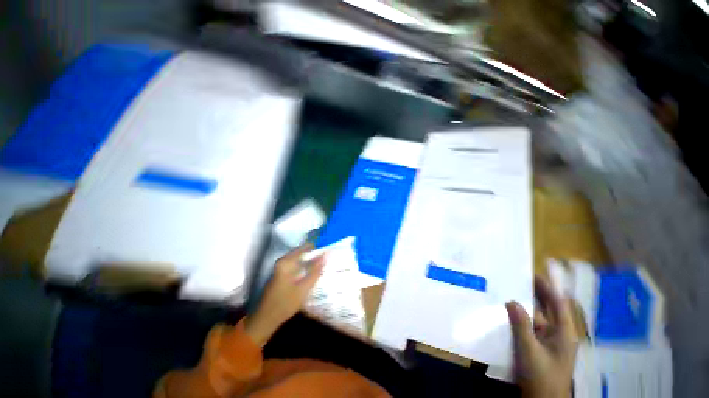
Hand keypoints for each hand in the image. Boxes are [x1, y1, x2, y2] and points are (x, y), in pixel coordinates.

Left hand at [244, 243, 323, 345]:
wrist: (266, 319)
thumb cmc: (285, 303)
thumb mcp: (303, 288)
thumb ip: (315, 272)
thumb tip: (324, 257)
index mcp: (286, 262)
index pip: (305, 247)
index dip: (317, 249)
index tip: (327, 251)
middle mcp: (283, 261)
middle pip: (302, 253)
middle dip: (314, 255)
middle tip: (327, 259)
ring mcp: (281, 268)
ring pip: (300, 260)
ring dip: (310, 262)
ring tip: (323, 265)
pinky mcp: (282, 275)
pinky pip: (296, 266)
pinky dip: (305, 267)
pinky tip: (313, 273)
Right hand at [505, 276, 578, 397]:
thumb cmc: (541, 376)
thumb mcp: (530, 350)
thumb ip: (521, 325)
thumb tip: (511, 300)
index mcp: (564, 332)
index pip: (558, 303)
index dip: (548, 286)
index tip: (533, 272)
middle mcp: (559, 333)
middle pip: (548, 308)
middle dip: (535, 292)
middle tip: (516, 277)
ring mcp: (549, 340)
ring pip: (537, 317)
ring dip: (525, 305)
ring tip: (508, 290)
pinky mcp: (540, 346)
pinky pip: (531, 326)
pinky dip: (521, 317)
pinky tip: (508, 311)